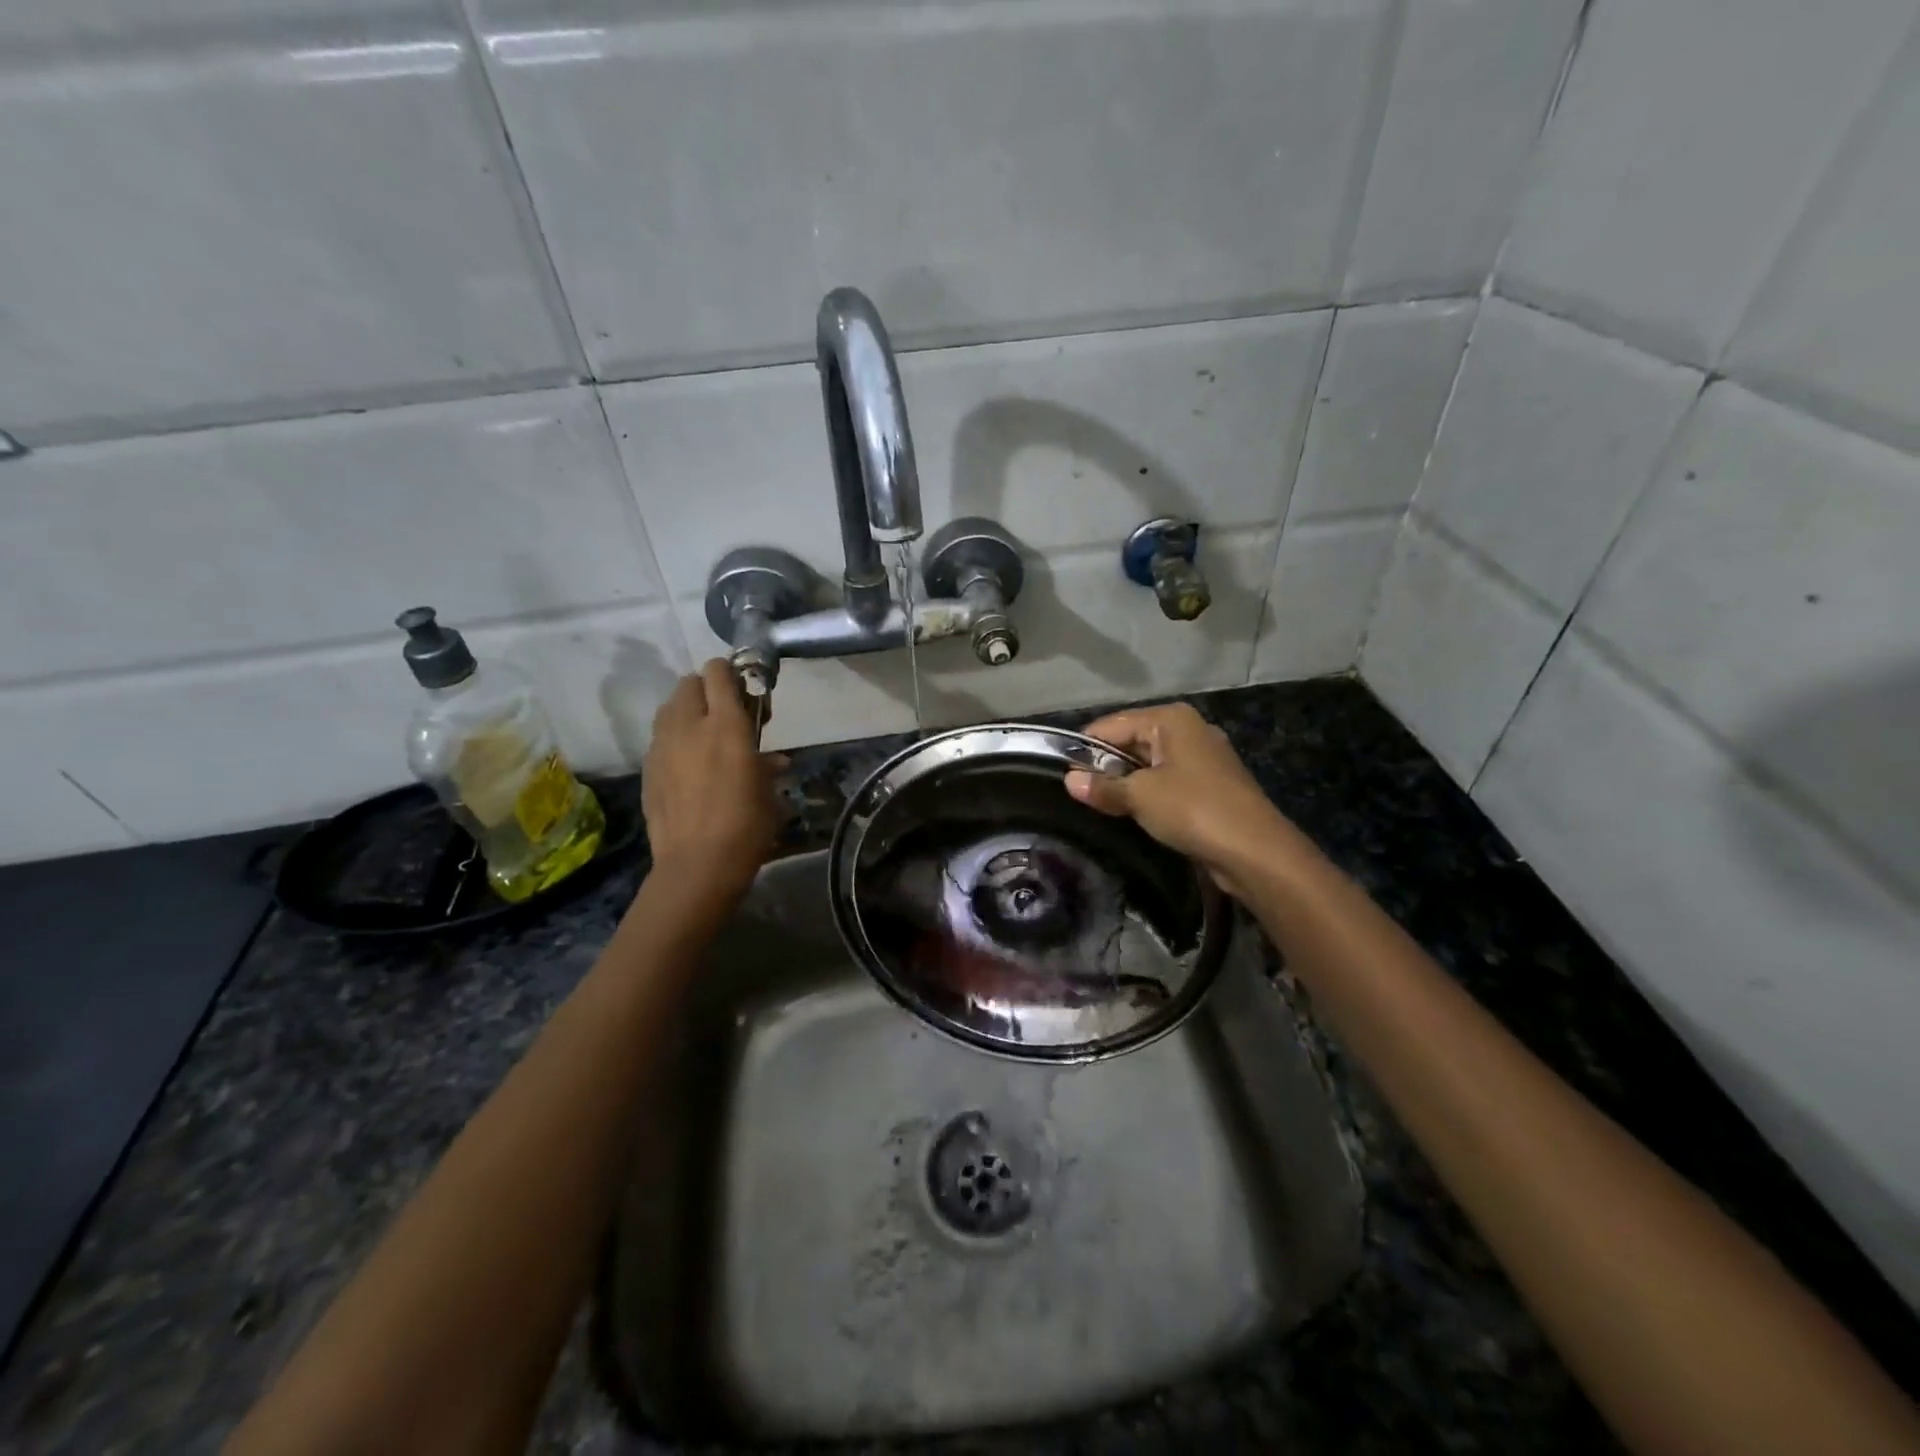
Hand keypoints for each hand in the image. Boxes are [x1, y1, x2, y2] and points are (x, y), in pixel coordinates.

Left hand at [641, 660, 781, 907]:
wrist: (697, 865)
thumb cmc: (746, 826)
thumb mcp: (768, 791)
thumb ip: (766, 765)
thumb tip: (773, 759)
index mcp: (726, 725)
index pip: (718, 672)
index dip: (731, 673)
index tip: (745, 692)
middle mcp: (690, 725)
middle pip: (690, 683)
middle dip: (708, 691)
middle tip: (726, 716)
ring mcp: (662, 746)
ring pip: (670, 708)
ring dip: (688, 712)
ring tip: (705, 739)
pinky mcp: (647, 768)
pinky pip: (660, 738)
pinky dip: (675, 740)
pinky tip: (688, 767)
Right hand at [1065, 702, 1311, 897]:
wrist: (1256, 851)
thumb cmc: (1193, 809)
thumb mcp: (1140, 796)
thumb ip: (1103, 787)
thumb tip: (1069, 781)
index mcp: (1171, 719)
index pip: (1112, 725)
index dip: (1085, 748)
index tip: (1062, 774)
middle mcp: (1188, 729)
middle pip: (1131, 741)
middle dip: (1106, 766)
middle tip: (1079, 794)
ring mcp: (1202, 757)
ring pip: (1149, 763)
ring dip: (1127, 783)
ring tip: (1102, 805)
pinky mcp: (1210, 784)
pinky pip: (1167, 781)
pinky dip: (1149, 794)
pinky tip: (1135, 813)